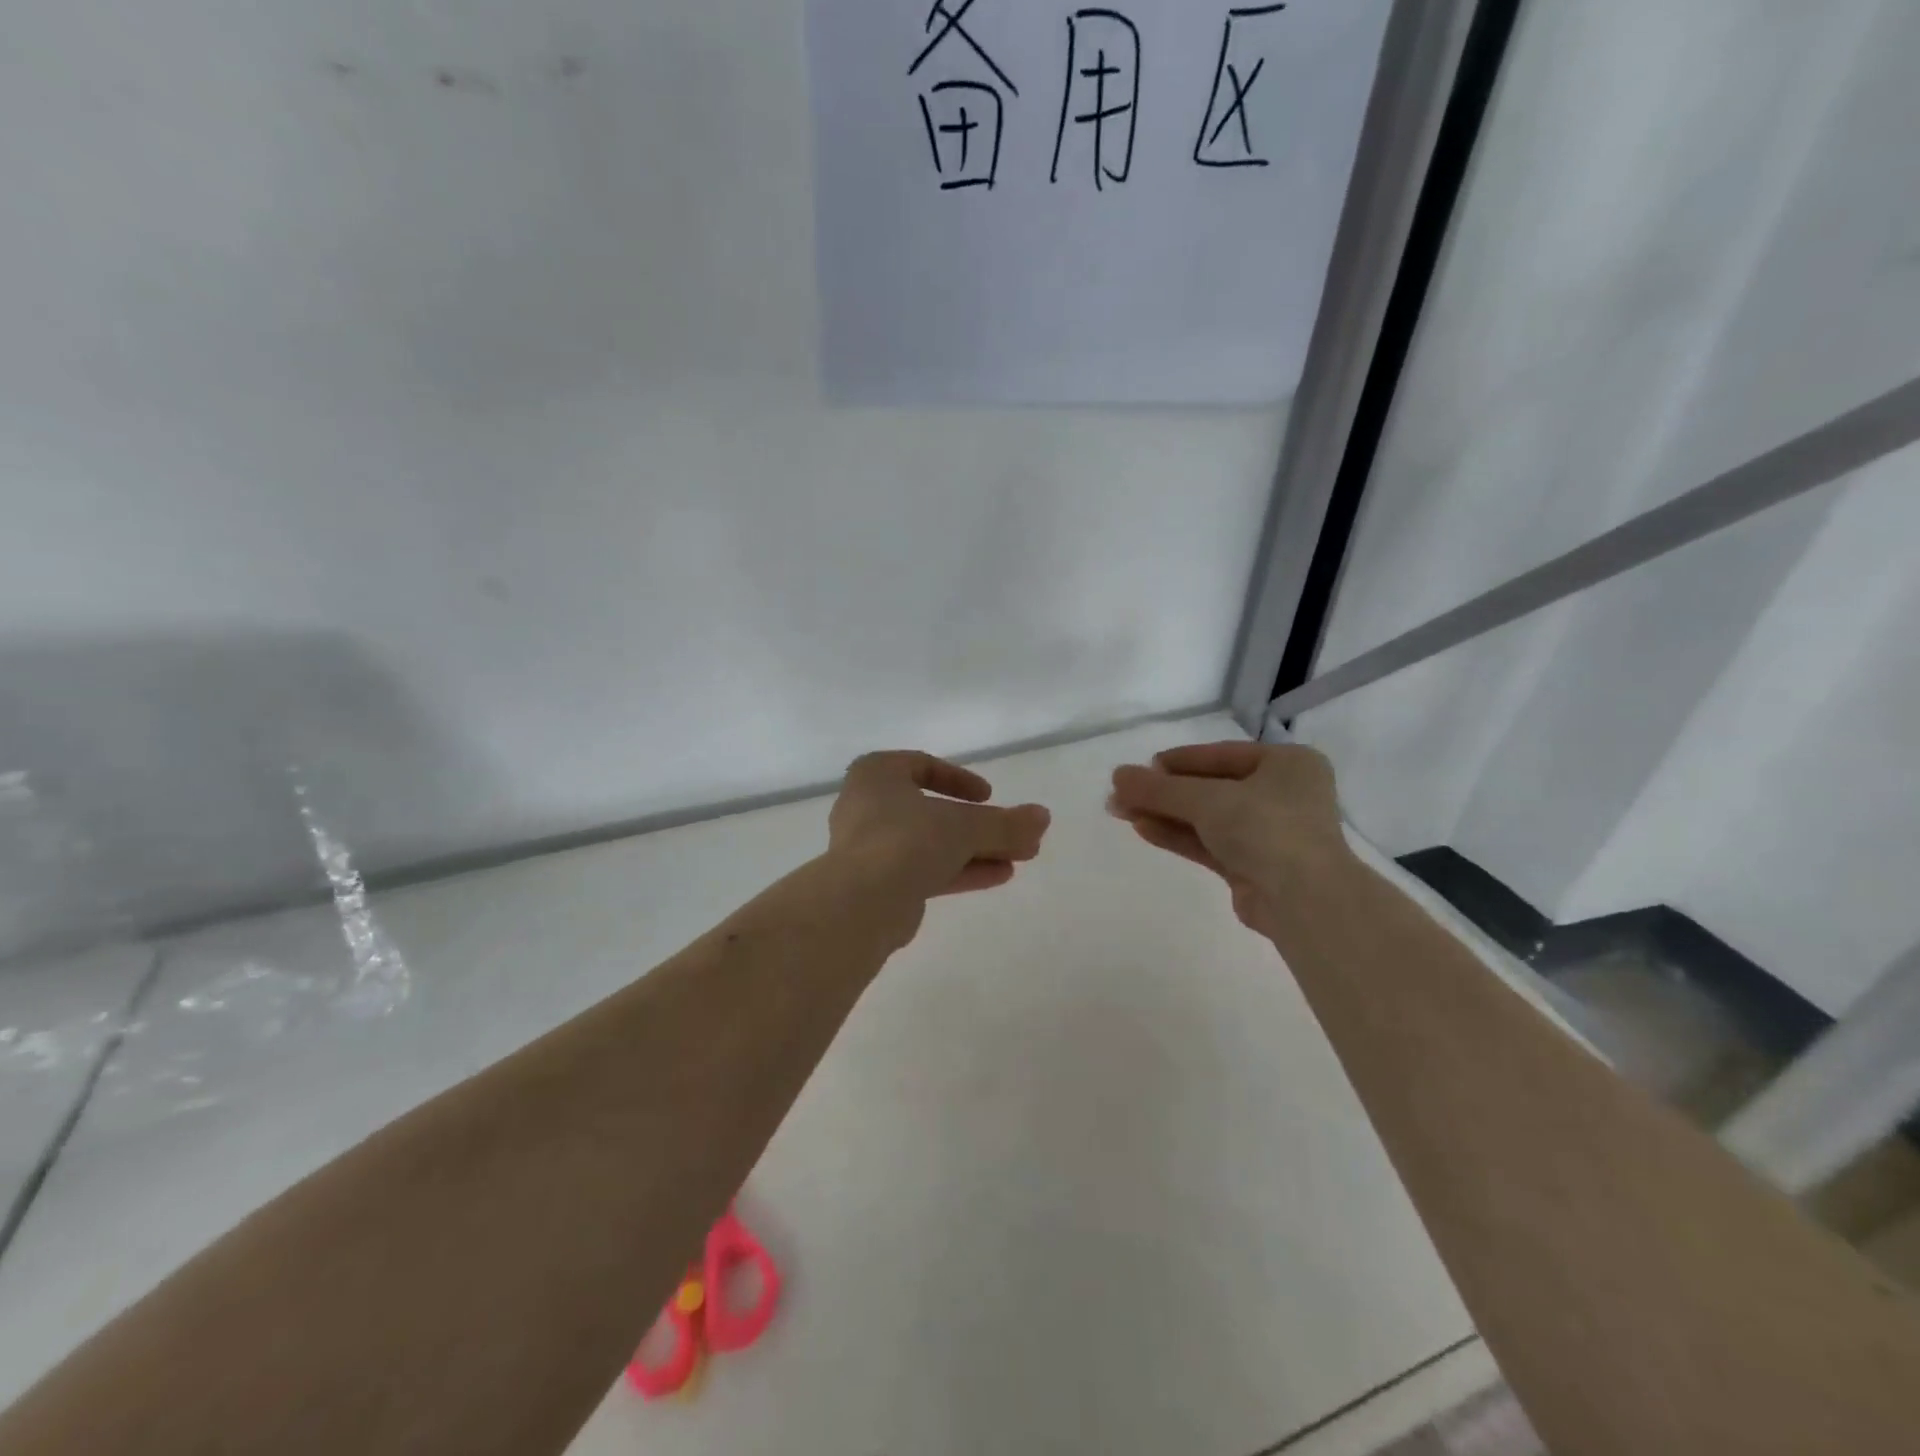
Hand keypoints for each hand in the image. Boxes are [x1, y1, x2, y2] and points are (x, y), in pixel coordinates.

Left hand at [828, 751, 1050, 909]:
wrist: (861, 903)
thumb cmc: (907, 840)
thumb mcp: (964, 825)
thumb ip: (1005, 822)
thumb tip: (1043, 817)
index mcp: (876, 775)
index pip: (920, 766)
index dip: (959, 779)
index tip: (988, 796)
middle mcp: (867, 807)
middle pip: (933, 811)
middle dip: (979, 824)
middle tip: (1018, 835)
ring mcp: (870, 848)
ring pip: (931, 843)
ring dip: (976, 849)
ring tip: (1021, 858)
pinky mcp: (877, 885)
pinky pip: (924, 869)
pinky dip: (960, 870)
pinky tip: (999, 876)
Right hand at [1109, 741, 1349, 930]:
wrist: (1304, 900)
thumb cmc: (1266, 828)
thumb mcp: (1207, 799)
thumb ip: (1159, 788)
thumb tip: (1117, 776)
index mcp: (1287, 764)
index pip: (1221, 755)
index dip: (1179, 760)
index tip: (1142, 766)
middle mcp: (1282, 794)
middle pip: (1211, 787)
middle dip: (1164, 791)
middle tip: (1121, 792)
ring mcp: (1269, 833)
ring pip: (1207, 817)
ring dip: (1165, 813)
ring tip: (1120, 810)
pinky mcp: (1254, 866)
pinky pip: (1209, 842)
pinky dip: (1178, 835)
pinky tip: (1142, 828)